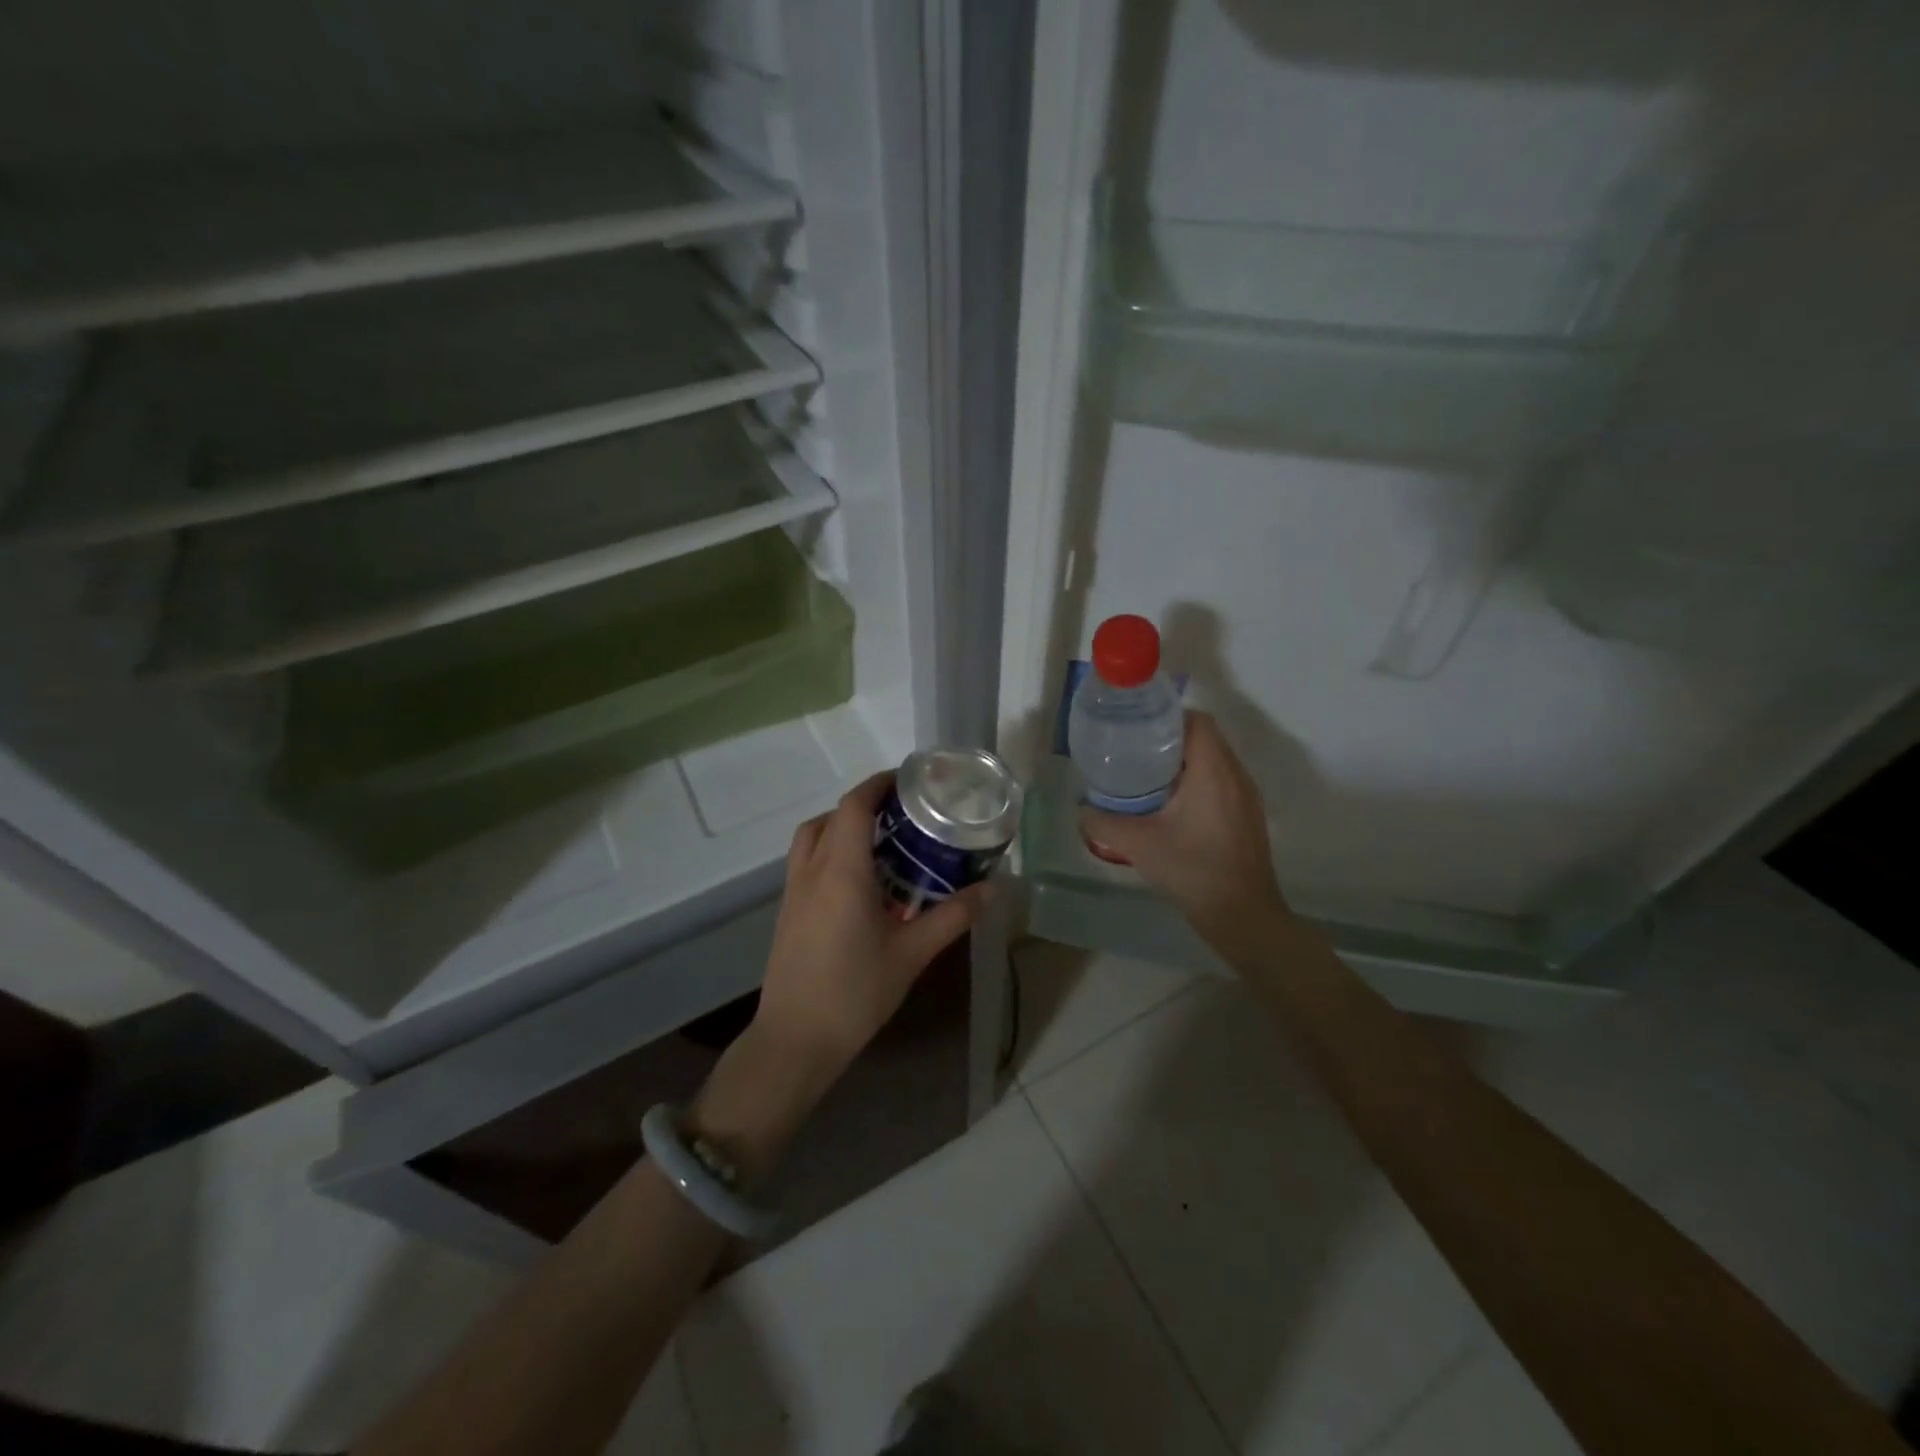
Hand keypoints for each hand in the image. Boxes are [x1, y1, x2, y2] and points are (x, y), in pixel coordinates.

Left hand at [691, 773, 988, 1177]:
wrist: (796, 1040)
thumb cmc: (855, 992)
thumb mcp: (912, 953)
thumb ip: (953, 916)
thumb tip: (993, 888)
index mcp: (841, 870)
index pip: (854, 805)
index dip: (879, 784)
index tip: (909, 781)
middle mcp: (812, 870)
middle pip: (832, 816)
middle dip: (864, 805)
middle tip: (902, 814)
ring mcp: (793, 891)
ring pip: (813, 837)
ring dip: (843, 826)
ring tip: (882, 843)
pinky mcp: (787, 911)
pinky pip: (807, 861)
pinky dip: (831, 851)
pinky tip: (861, 883)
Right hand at [1079, 711, 1289, 939]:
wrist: (1242, 915)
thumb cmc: (1193, 870)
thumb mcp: (1139, 845)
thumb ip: (1103, 823)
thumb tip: (1080, 809)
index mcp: (1214, 771)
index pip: (1197, 721)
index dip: (1168, 717)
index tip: (1138, 728)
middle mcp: (1236, 776)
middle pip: (1205, 739)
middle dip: (1170, 739)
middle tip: (1134, 751)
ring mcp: (1246, 798)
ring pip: (1214, 762)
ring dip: (1184, 762)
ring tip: (1148, 776)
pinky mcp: (1248, 817)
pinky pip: (1222, 783)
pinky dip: (1197, 782)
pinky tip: (1171, 806)